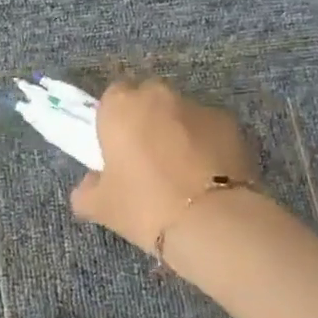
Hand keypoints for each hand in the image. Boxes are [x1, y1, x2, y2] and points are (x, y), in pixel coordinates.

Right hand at [69, 79, 258, 253]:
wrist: (210, 221)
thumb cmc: (144, 206)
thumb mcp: (100, 206)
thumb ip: (86, 190)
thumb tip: (90, 185)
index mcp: (121, 107)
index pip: (112, 97)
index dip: (113, 120)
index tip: (116, 148)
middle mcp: (159, 96)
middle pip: (148, 99)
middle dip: (147, 120)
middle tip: (146, 158)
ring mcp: (199, 107)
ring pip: (181, 113)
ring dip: (178, 132)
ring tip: (182, 172)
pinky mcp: (231, 124)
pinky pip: (209, 129)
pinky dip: (207, 144)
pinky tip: (207, 176)